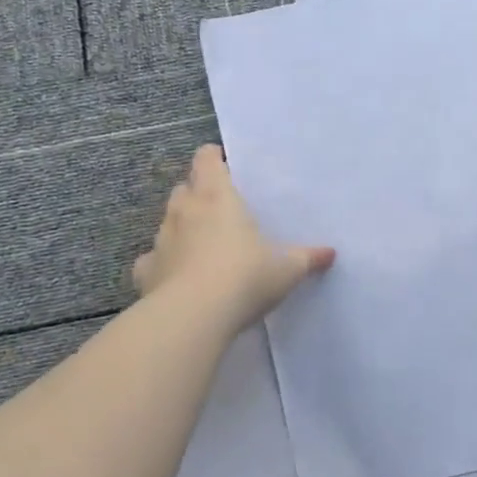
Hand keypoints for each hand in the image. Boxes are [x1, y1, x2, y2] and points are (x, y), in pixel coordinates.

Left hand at [134, 145, 333, 332]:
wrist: (193, 317)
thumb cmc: (245, 277)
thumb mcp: (286, 269)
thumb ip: (306, 258)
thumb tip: (330, 253)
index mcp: (218, 198)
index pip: (207, 160)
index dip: (213, 158)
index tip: (225, 165)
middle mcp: (185, 211)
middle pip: (184, 188)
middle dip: (197, 193)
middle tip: (219, 207)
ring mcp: (161, 240)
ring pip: (168, 221)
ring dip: (181, 226)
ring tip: (201, 243)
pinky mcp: (146, 271)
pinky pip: (152, 259)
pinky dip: (163, 263)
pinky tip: (176, 276)